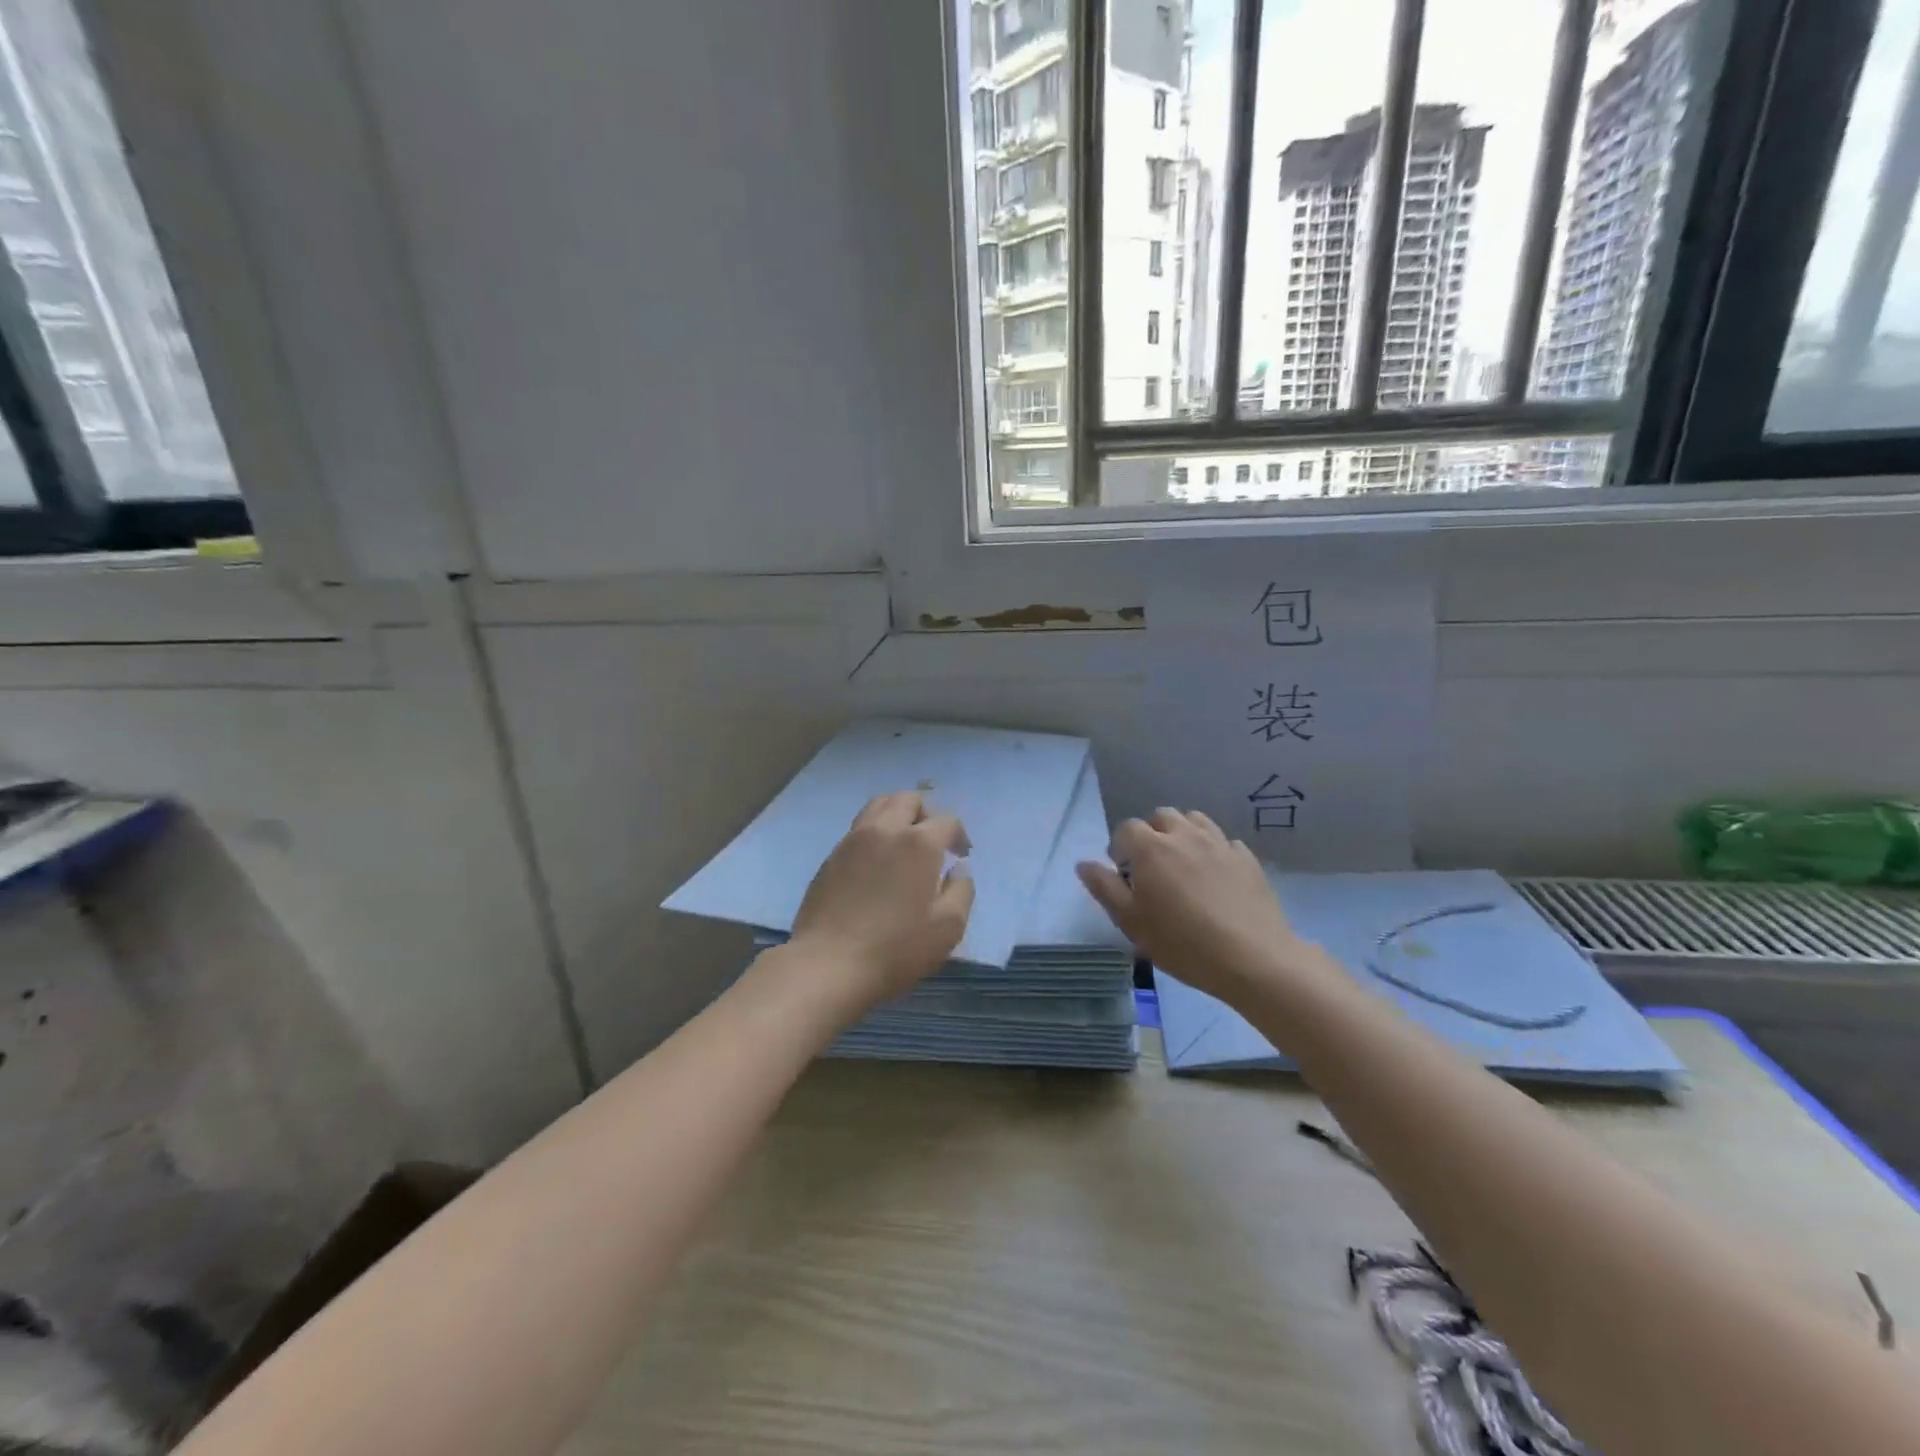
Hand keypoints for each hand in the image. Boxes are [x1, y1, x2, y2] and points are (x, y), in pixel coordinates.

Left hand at [790, 791, 974, 1012]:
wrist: (827, 965)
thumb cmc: (895, 948)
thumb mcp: (947, 928)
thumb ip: (962, 891)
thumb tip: (958, 869)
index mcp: (918, 843)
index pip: (946, 820)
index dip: (959, 835)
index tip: (960, 856)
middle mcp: (885, 830)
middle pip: (909, 799)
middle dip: (927, 814)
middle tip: (933, 842)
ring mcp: (853, 840)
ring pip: (879, 805)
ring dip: (898, 815)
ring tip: (904, 843)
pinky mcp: (831, 856)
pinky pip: (858, 828)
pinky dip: (875, 832)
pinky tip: (877, 862)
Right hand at [1077, 808, 1307, 1002]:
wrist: (1252, 959)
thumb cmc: (1182, 943)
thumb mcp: (1131, 922)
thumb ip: (1104, 888)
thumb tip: (1085, 864)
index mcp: (1151, 848)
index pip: (1126, 828)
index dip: (1120, 848)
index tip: (1124, 875)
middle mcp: (1184, 835)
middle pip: (1161, 817)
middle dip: (1151, 834)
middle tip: (1152, 868)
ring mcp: (1219, 843)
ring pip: (1194, 820)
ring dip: (1182, 834)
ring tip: (1182, 865)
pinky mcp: (1246, 858)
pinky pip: (1223, 841)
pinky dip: (1213, 850)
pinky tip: (1215, 877)